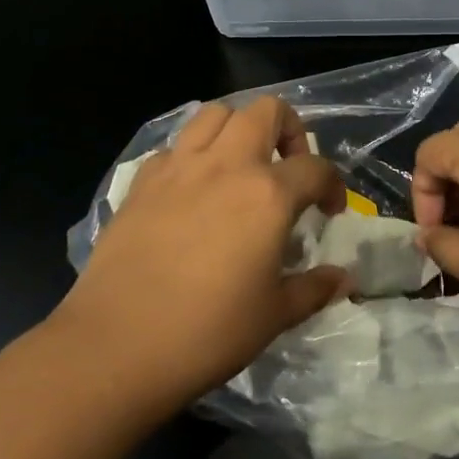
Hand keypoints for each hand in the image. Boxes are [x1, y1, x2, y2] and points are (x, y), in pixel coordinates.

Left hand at [52, 97, 347, 417]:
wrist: (115, 347)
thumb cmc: (207, 333)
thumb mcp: (274, 315)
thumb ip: (314, 289)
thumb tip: (343, 279)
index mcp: (268, 194)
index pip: (316, 167)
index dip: (333, 185)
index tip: (330, 211)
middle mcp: (226, 165)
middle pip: (266, 111)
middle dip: (289, 130)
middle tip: (288, 169)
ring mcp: (179, 168)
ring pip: (215, 114)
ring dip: (238, 129)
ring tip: (242, 166)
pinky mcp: (142, 182)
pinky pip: (175, 147)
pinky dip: (193, 155)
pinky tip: (194, 190)